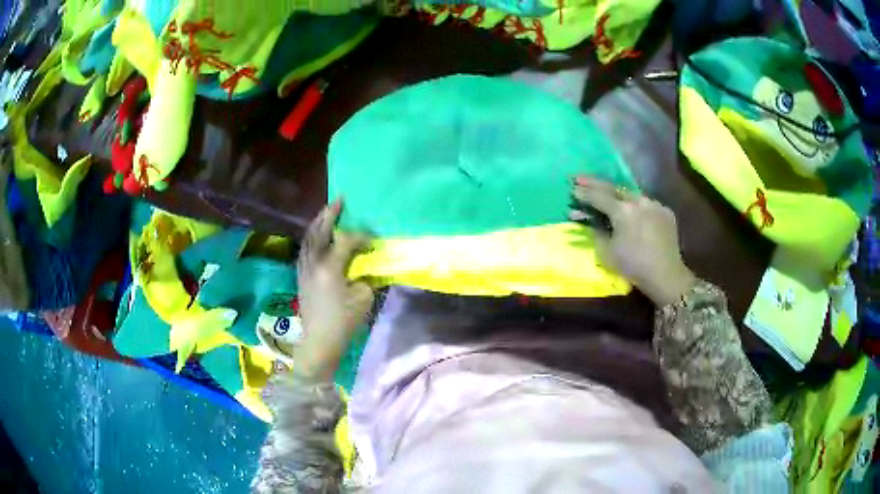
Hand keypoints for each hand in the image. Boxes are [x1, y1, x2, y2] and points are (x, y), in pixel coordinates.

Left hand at [294, 199, 373, 381]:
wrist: (319, 342)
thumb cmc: (343, 322)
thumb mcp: (363, 298)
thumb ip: (365, 276)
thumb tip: (364, 265)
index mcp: (330, 267)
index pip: (345, 240)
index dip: (361, 236)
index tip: (373, 239)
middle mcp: (313, 262)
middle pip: (319, 231)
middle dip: (329, 214)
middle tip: (338, 200)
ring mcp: (304, 268)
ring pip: (308, 238)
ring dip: (318, 223)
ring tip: (327, 212)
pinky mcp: (300, 276)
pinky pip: (305, 249)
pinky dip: (312, 237)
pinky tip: (317, 236)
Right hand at [570, 176, 696, 305]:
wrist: (665, 275)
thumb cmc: (633, 266)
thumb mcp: (606, 252)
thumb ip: (595, 231)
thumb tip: (588, 219)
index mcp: (623, 210)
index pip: (598, 196)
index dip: (583, 193)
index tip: (572, 188)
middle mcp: (639, 201)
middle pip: (614, 187)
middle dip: (595, 183)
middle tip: (581, 178)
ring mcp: (654, 204)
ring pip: (632, 194)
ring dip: (617, 193)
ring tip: (606, 193)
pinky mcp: (665, 212)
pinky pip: (646, 204)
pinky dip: (636, 205)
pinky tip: (632, 210)